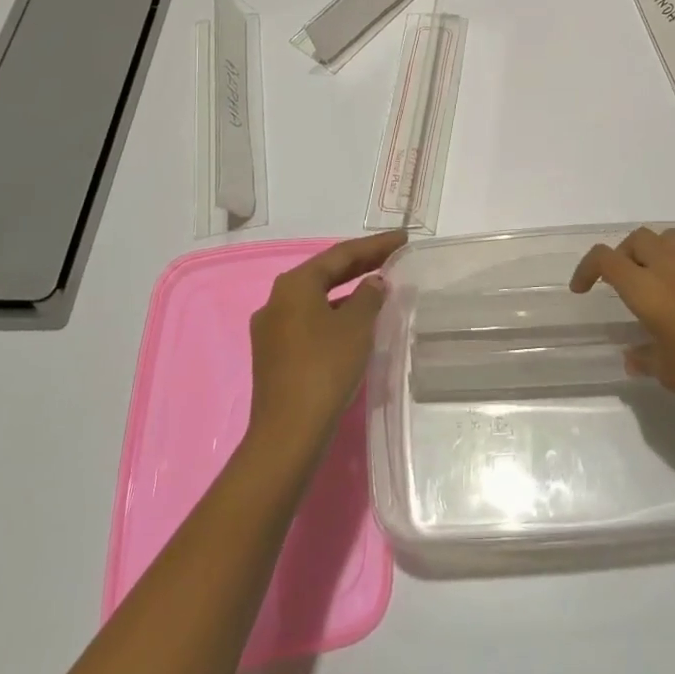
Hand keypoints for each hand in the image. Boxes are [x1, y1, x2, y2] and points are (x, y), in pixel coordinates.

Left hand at [247, 231, 405, 462]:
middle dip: (361, 264)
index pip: (341, 254)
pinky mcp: (274, 355)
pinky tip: (355, 321)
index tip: (402, 239)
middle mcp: (277, 300)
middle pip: (325, 273)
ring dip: (348, 290)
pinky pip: (310, 320)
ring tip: (379, 287)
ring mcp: (272, 329)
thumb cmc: (325, 368)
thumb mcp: (356, 326)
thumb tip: (373, 283)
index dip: (375, 245)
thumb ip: (369, 296)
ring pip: (317, 298)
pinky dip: (335, 313)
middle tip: (393, 256)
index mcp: (294, 284)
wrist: (288, 434)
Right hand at [571, 226, 674, 427]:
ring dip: (652, 252)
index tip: (582, 289)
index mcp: (649, 289)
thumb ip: (646, 358)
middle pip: (637, 239)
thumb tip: (634, 355)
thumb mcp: (670, 374)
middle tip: (619, 284)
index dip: (587, 268)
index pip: (607, 259)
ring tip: (652, 283)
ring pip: (667, 239)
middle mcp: (672, 267)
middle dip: (621, 255)